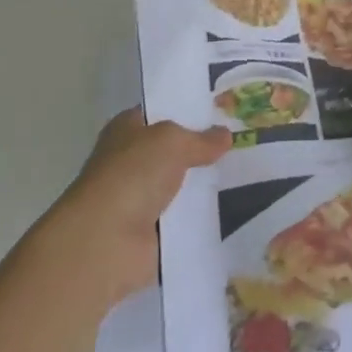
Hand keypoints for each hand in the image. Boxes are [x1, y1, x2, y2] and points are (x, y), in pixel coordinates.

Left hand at [50, 108, 229, 306]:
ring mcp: (139, 199)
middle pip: (173, 150)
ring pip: (180, 184)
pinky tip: (233, 204)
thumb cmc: (132, 174)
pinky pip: (184, 218)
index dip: (188, 110)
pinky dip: (202, 215)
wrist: (105, 242)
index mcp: (127, 129)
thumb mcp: (173, 141)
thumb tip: (225, 135)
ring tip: (246, 171)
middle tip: (242, 139)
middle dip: (202, 148)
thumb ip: (201, 138)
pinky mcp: (150, 233)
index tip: (222, 109)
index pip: (161, 112)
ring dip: (203, 183)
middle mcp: (130, 161)